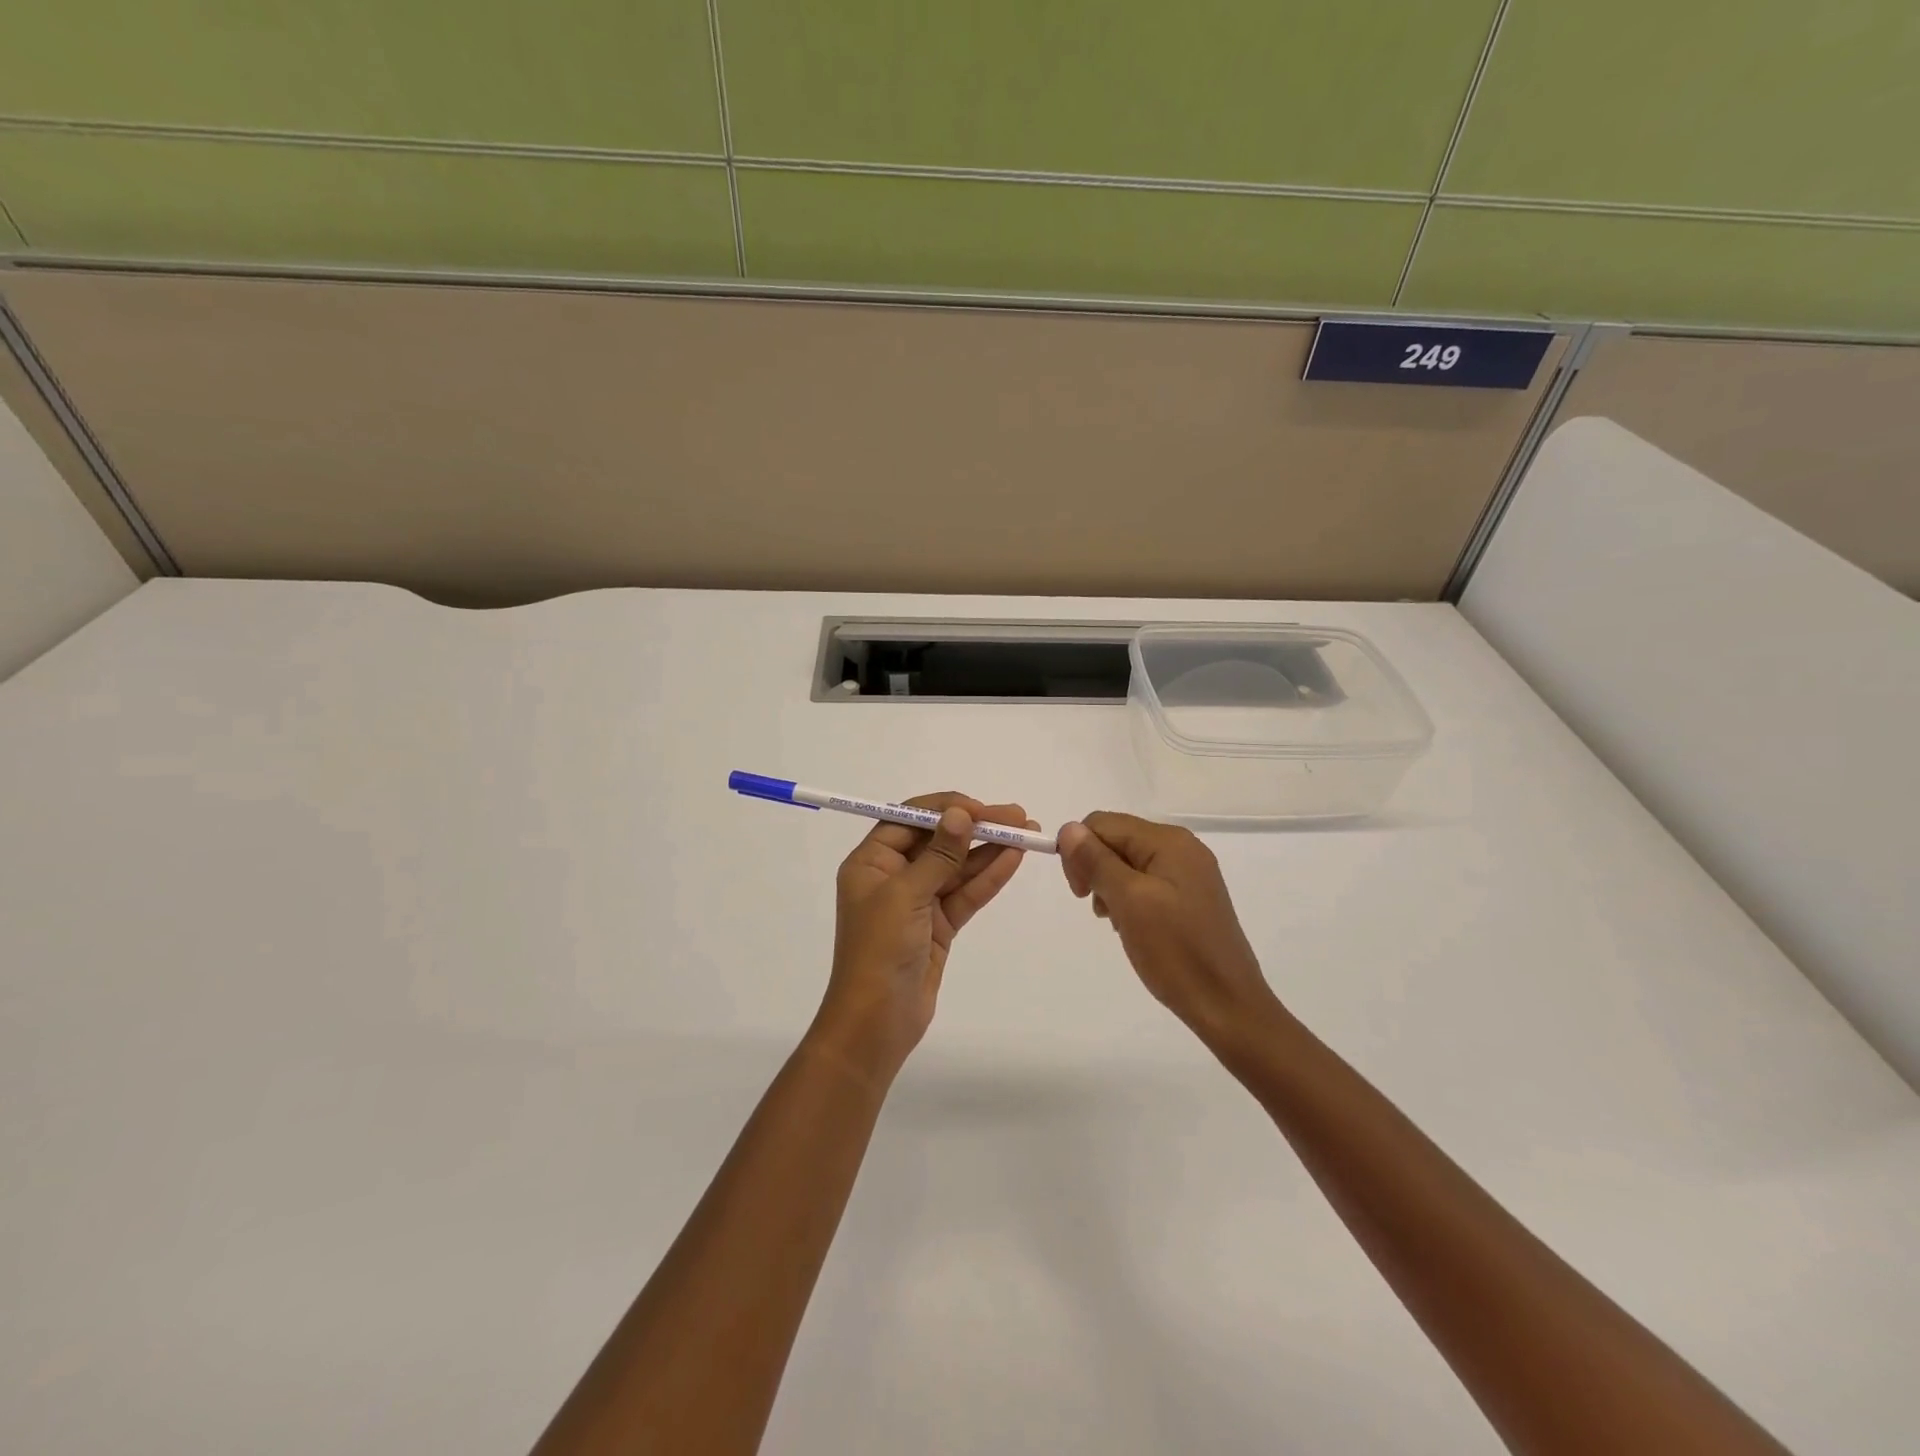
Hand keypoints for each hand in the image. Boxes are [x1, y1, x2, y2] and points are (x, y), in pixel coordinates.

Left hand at [814, 792, 1033, 1080]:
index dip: (946, 809)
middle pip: (938, 840)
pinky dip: (989, 877)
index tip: (981, 808)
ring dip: (989, 849)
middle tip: (1017, 816)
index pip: (909, 819)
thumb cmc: (879, 950)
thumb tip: (960, 814)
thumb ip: (938, 855)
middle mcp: (893, 875)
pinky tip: (1014, 859)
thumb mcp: (906, 895)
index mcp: (871, 862)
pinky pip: (965, 893)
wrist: (876, 1022)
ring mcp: (917, 901)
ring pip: (957, 867)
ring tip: (1028, 832)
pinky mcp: (938, 925)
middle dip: (976, 826)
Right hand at [1058, 812, 1278, 1039]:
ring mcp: (1189, 873)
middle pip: (1116, 839)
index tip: (1080, 893)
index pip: (1102, 824)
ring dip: (1110, 886)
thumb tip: (1068, 828)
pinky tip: (1132, 926)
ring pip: (1128, 862)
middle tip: (1098, 910)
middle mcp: (1182, 847)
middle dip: (1095, 868)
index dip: (1080, 851)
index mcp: (1169, 840)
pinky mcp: (1191, 897)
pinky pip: (1146, 882)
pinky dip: (1129, 899)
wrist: (1227, 1006)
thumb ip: (1096, 860)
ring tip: (1116, 921)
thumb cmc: (1176, 951)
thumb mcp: (1129, 901)